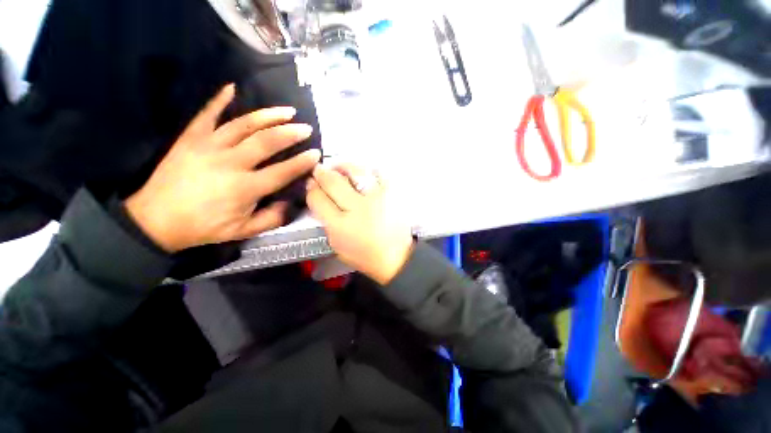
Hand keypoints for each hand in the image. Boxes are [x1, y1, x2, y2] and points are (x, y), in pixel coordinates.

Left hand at [125, 84, 320, 252]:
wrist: (156, 220)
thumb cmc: (204, 227)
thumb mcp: (243, 231)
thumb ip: (272, 219)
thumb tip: (290, 203)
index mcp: (245, 188)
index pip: (282, 171)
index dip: (302, 162)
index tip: (316, 153)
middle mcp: (230, 163)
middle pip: (266, 142)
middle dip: (290, 133)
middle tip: (306, 128)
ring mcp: (208, 147)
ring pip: (243, 125)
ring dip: (268, 116)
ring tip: (287, 111)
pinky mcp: (190, 139)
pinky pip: (207, 114)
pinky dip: (219, 100)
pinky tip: (232, 88)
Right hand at [306, 164, 413, 284]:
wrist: (397, 256)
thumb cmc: (365, 254)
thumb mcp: (337, 245)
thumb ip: (326, 221)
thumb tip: (319, 197)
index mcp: (340, 226)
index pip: (318, 199)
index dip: (311, 188)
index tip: (311, 183)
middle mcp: (358, 208)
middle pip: (333, 181)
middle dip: (322, 173)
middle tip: (320, 170)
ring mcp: (377, 198)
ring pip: (355, 171)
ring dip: (343, 166)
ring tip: (339, 168)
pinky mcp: (393, 193)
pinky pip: (378, 172)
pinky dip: (368, 170)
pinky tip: (364, 174)